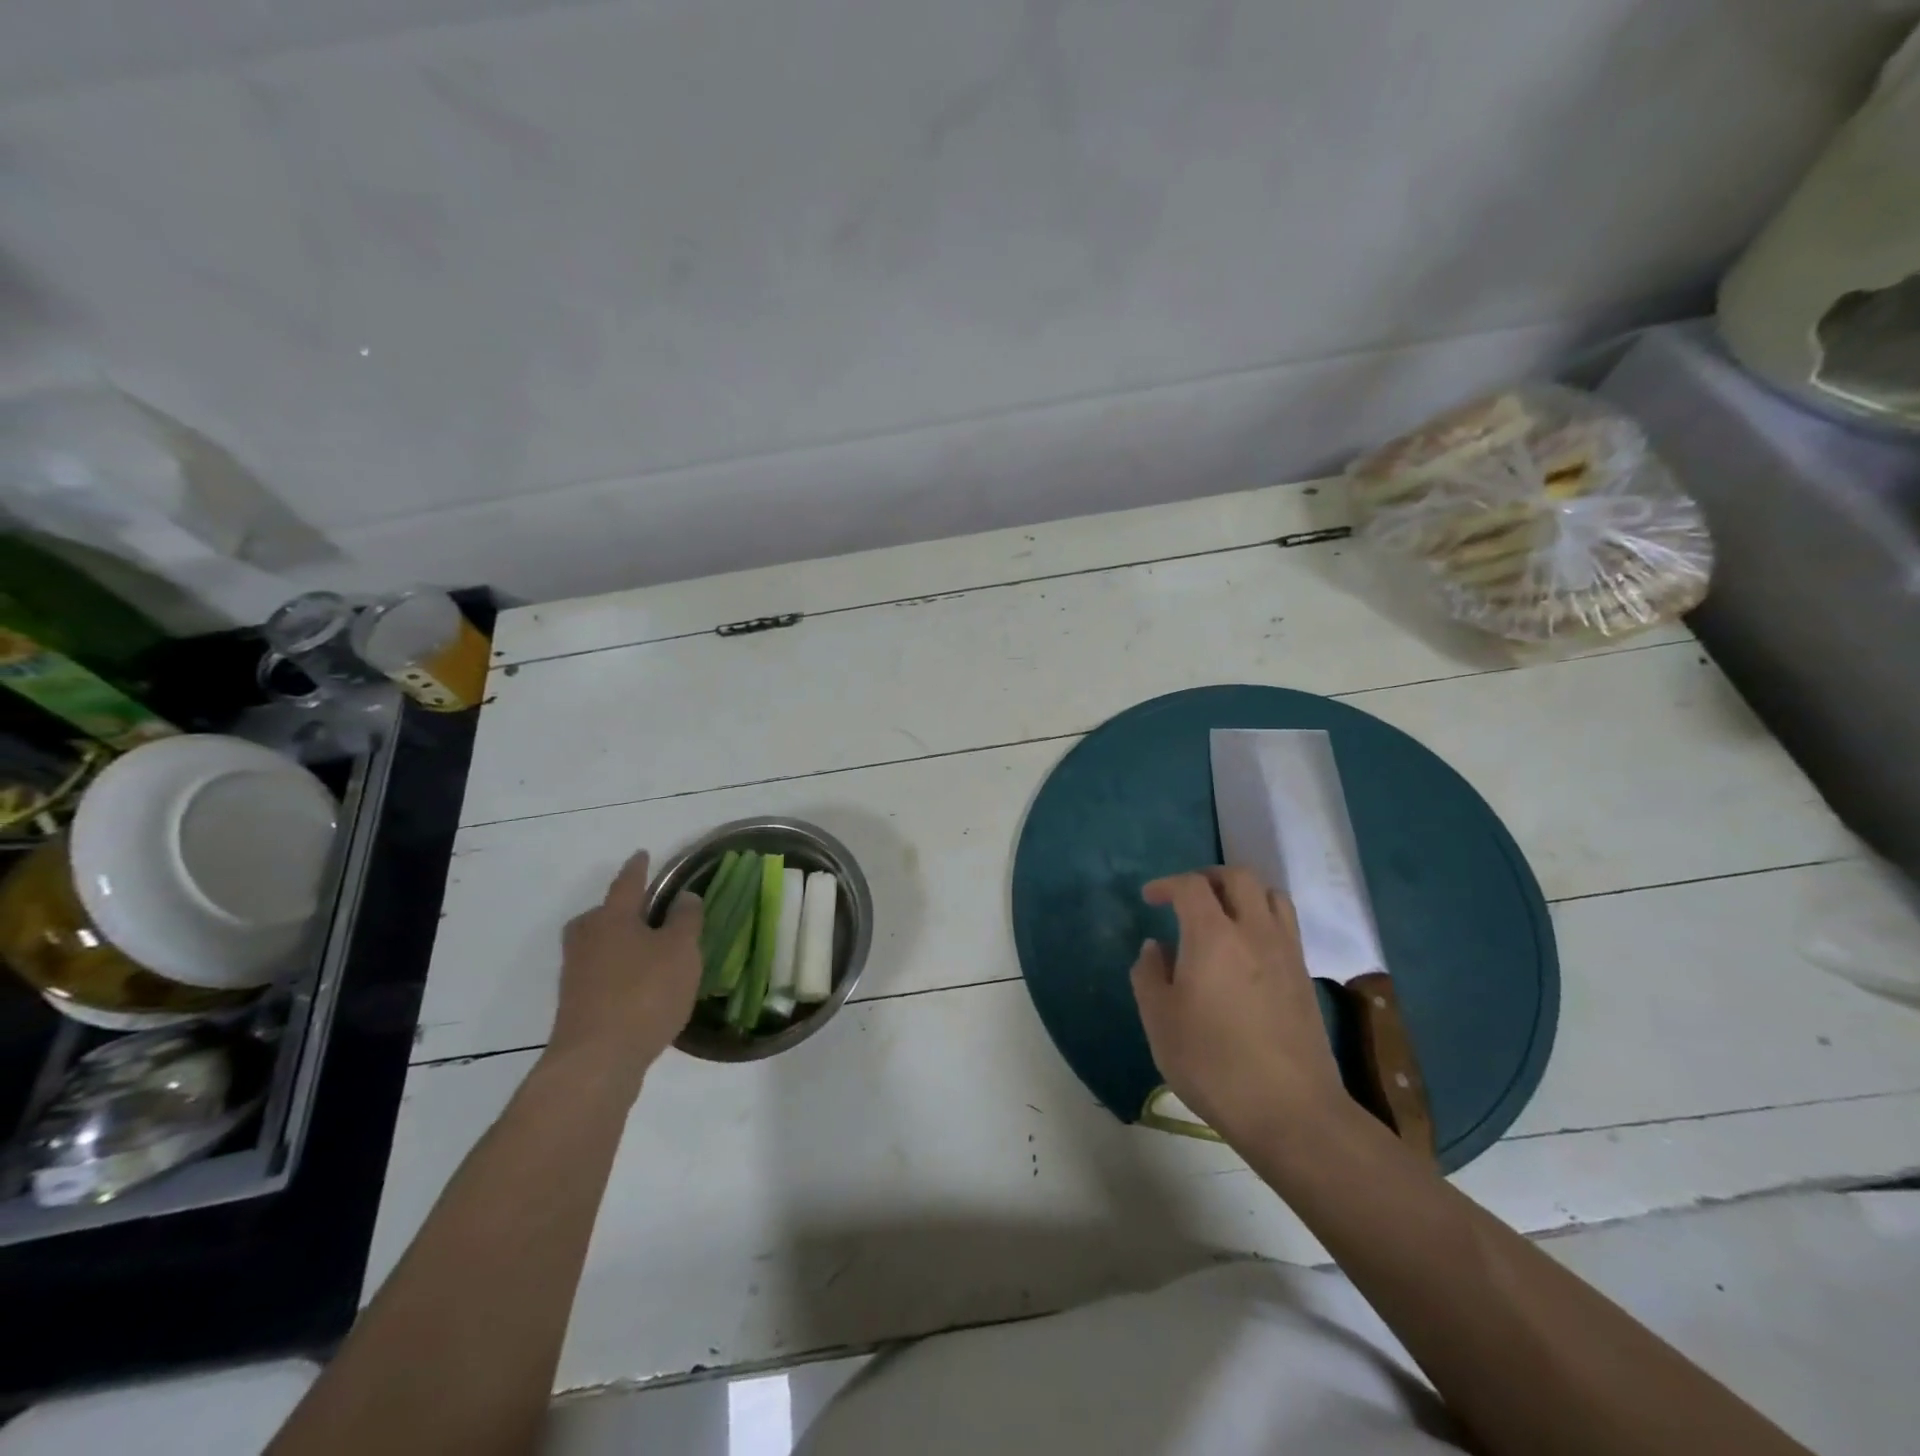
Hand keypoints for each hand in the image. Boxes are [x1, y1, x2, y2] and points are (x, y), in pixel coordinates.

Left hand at [548, 851, 702, 1080]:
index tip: (643, 854)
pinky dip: (617, 970)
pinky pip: (599, 973)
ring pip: (598, 945)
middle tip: (643, 909)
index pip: (627, 883)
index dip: (638, 868)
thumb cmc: (644, 993)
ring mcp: (576, 974)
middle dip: (619, 909)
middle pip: (601, 915)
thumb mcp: (681, 950)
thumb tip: (685, 896)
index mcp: (612, 918)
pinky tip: (638, 985)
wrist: (597, 1060)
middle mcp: (588, 939)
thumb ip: (685, 920)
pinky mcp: (576, 1004)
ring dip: (618, 942)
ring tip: (646, 949)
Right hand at [1130, 867, 1348, 1147]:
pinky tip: (1247, 950)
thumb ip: (1149, 975)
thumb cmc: (1213, 1063)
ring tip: (1222, 915)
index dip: (1166, 884)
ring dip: (1243, 893)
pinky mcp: (1304, 976)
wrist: (1290, 1110)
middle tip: (1186, 897)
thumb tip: (1155, 948)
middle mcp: (1254, 931)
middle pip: (1238, 877)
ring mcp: (1286, 952)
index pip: (1191, 886)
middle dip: (1207, 877)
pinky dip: (1263, 919)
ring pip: (1271, 895)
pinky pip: (1285, 926)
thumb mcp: (1160, 1021)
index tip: (1150, 898)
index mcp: (1212, 935)